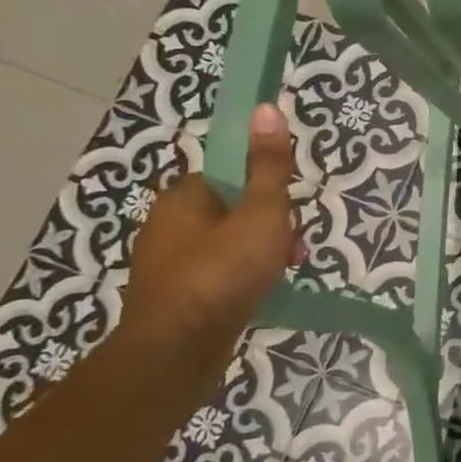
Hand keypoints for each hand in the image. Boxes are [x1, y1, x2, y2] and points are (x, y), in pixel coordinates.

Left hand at [118, 104, 300, 370]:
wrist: (175, 354)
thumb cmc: (221, 274)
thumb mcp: (260, 213)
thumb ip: (268, 165)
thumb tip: (266, 107)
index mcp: (183, 197)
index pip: (230, 172)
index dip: (266, 187)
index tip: (288, 210)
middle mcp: (168, 224)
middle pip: (234, 207)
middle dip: (270, 224)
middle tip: (292, 247)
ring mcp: (168, 264)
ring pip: (229, 242)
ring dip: (261, 252)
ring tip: (284, 272)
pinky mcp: (175, 296)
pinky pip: (219, 272)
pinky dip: (243, 277)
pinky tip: (262, 293)